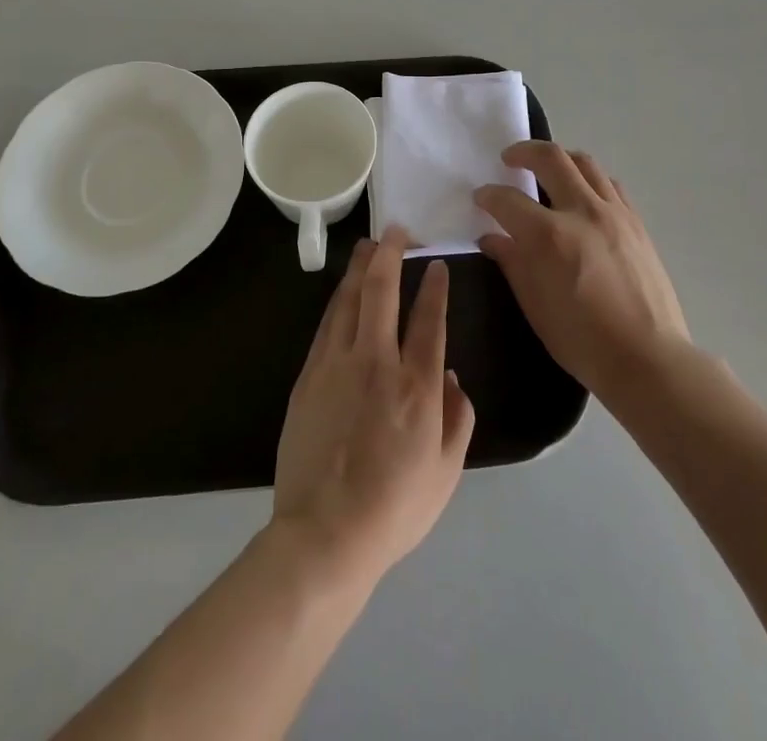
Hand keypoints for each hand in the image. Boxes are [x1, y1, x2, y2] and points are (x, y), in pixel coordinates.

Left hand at [271, 230, 474, 586]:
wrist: (324, 534)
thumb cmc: (394, 507)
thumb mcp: (446, 472)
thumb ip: (458, 418)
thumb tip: (451, 375)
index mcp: (417, 385)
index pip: (429, 318)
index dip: (434, 285)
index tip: (435, 263)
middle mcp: (377, 362)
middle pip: (382, 291)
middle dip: (390, 254)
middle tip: (395, 231)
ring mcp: (337, 365)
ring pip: (349, 299)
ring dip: (360, 268)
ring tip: (368, 246)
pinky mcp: (309, 375)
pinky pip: (327, 324)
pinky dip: (339, 300)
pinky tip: (343, 291)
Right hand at [474, 142, 689, 401]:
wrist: (648, 359)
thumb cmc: (583, 341)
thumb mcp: (535, 306)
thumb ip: (512, 263)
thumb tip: (492, 238)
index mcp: (550, 236)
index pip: (508, 200)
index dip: (488, 196)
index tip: (481, 198)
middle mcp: (582, 212)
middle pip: (550, 158)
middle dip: (523, 151)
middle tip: (509, 158)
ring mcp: (614, 213)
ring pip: (584, 163)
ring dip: (559, 158)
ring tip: (547, 167)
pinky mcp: (636, 222)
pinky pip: (609, 184)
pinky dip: (589, 178)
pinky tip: (583, 193)